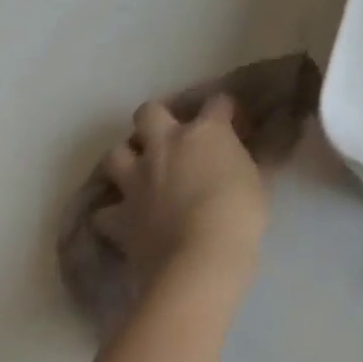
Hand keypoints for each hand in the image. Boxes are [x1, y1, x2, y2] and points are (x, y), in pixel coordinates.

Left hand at [94, 94, 267, 295]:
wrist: (199, 259)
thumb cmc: (239, 212)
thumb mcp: (258, 179)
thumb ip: (250, 160)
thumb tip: (259, 153)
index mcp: (206, 131)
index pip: (218, 101)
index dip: (227, 111)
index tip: (236, 127)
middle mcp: (166, 145)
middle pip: (149, 112)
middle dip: (156, 119)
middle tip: (170, 137)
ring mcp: (137, 180)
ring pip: (115, 153)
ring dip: (126, 159)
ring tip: (141, 171)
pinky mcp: (117, 218)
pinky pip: (103, 210)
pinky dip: (112, 211)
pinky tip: (125, 217)